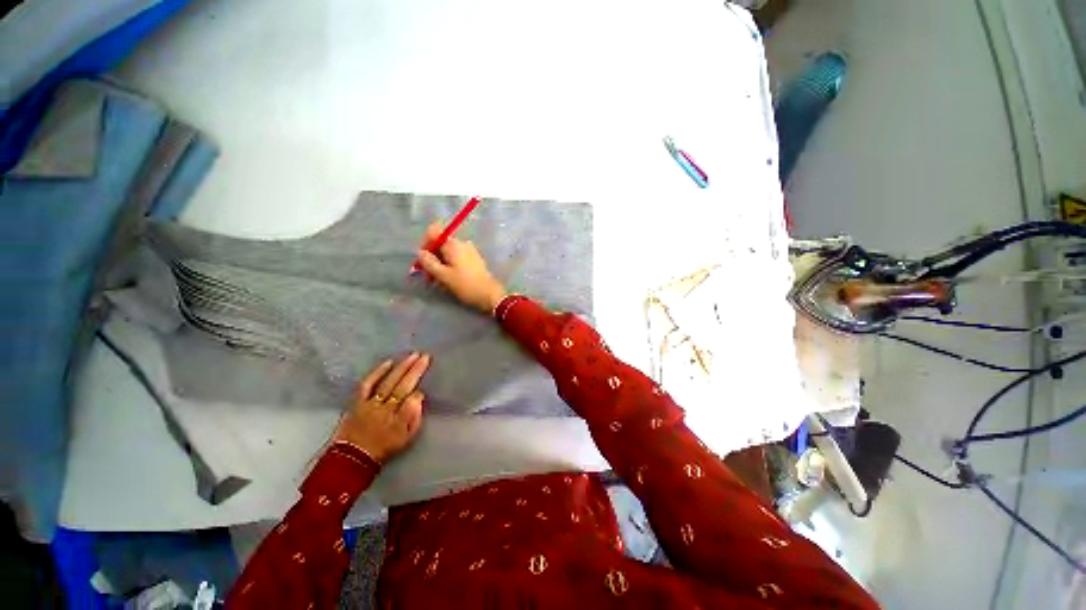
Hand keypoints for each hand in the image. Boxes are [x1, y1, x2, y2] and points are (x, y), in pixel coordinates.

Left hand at [333, 353, 429, 463]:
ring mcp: (371, 404)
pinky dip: (377, 372)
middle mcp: (386, 408)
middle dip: (415, 370)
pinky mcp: (358, 402)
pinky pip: (367, 385)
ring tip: (411, 355)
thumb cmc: (385, 447)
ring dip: (401, 368)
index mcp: (399, 418)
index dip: (419, 390)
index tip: (424, 386)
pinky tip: (388, 362)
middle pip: (403, 386)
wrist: (353, 457)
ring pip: (388, 382)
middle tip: (425, 356)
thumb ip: (415, 418)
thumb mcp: (406, 438)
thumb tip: (419, 397)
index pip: (413, 398)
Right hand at [416, 222, 506, 313]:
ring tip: (437, 281)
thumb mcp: (444, 275)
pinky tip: (449, 279)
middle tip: (428, 275)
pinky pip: (457, 258)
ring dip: (440, 263)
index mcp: (453, 244)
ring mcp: (470, 251)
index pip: (434, 231)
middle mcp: (462, 243)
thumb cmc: (466, 285)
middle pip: (440, 243)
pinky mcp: (474, 259)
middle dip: (432, 257)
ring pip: (448, 252)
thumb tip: (420, 252)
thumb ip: (429, 262)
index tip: (423, 259)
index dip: (425, 243)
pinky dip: (450, 265)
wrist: (490, 294)